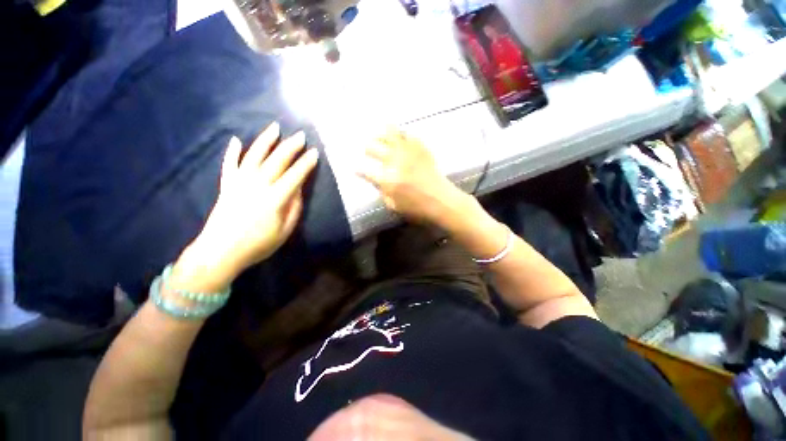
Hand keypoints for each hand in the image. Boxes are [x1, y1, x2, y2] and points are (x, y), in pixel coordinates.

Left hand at [173, 123, 318, 291]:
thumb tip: (298, 189)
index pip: (294, 176)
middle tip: (300, 135)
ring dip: (265, 140)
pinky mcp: (226, 185)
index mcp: (274, 199)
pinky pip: (230, 164)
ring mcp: (239, 183)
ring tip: (275, 127)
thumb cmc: (258, 245)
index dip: (305, 164)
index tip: (314, 153)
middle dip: (290, 147)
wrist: (220, 252)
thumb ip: (294, 208)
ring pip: (254, 156)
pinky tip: (236, 140)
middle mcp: (256, 186)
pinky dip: (232, 151)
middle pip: (276, 161)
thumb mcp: (285, 231)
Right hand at [357, 128, 463, 223]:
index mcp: (387, 179)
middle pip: (373, 147)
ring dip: (380, 135)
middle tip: (368, 151)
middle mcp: (394, 161)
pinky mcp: (420, 147)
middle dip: (367, 149)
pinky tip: (398, 137)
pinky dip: (400, 134)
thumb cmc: (417, 208)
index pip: (364, 169)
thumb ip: (382, 191)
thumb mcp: (394, 206)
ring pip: (388, 134)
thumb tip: (376, 180)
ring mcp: (408, 152)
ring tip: (378, 137)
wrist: (442, 201)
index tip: (356, 168)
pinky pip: (407, 134)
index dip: (358, 168)